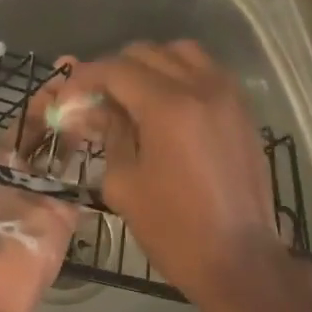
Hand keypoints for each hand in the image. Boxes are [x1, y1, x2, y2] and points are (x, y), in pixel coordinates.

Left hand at [0, 98, 76, 311]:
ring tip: (72, 77)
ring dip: (55, 115)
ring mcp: (25, 193)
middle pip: (8, 130)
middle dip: (22, 98)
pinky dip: (85, 147)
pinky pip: (74, 174)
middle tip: (41, 61)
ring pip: (44, 145)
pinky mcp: (57, 209)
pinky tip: (96, 112)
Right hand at [50, 42, 286, 303]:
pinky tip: (167, 103)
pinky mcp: (242, 108)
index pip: (117, 69)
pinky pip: (206, 70)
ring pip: (181, 52)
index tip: (69, 94)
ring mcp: (227, 94)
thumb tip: (97, 109)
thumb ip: (110, 134)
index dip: (86, 78)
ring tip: (134, 95)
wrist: (240, 260)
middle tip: (97, 99)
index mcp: (168, 106)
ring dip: (151, 65)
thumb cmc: (174, 229)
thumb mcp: (125, 183)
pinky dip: (181, 73)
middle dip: (115, 70)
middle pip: (147, 52)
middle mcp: (200, 87)